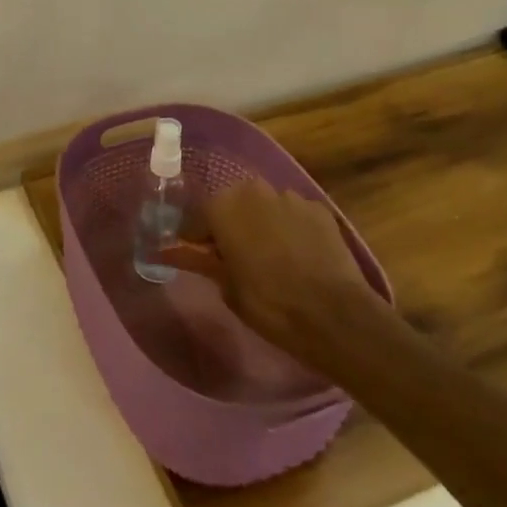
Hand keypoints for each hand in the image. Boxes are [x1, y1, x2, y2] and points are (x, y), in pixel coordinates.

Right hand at [160, 180, 378, 368]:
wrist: (335, 316)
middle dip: (229, 223)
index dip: (194, 237)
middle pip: (232, 203)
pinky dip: (290, 227)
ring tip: (268, 254)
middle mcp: (253, 190)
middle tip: (232, 254)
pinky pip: (293, 214)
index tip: (196, 254)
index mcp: (223, 206)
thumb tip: (171, 252)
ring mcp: (290, 196)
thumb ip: (202, 262)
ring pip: (264, 206)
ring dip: (260, 222)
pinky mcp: (319, 209)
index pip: (196, 216)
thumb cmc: (269, 304)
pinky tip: (297, 253)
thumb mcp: (228, 287)